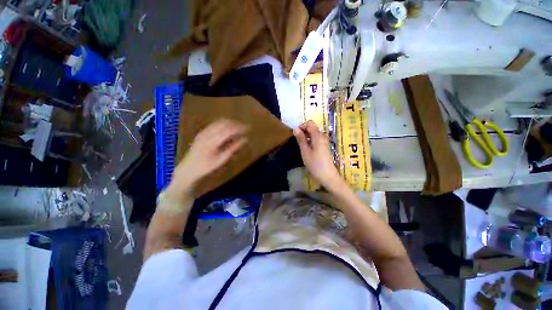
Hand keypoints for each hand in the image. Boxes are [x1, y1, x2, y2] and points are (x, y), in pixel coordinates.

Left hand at [169, 119, 247, 196]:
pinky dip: (223, 125)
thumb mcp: (222, 159)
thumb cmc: (206, 166)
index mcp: (213, 141)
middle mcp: (207, 133)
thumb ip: (233, 147)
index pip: (229, 130)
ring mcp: (203, 132)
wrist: (188, 169)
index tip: (248, 129)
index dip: (240, 128)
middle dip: (236, 124)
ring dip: (230, 123)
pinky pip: (214, 124)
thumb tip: (245, 139)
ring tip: (239, 128)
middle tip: (245, 128)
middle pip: (225, 123)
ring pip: (219, 122)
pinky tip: (228, 130)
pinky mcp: (202, 133)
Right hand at [293, 120, 343, 190]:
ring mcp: (325, 141)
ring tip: (302, 146)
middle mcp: (323, 136)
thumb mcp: (305, 151)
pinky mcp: (325, 147)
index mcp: (318, 135)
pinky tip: (307, 149)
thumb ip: (301, 139)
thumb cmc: (315, 164)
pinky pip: (317, 139)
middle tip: (297, 142)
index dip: (302, 126)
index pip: (310, 123)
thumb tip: (296, 129)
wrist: (328, 176)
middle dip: (303, 132)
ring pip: (314, 134)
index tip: (296, 135)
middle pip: (312, 128)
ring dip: (307, 137)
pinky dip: (310, 141)